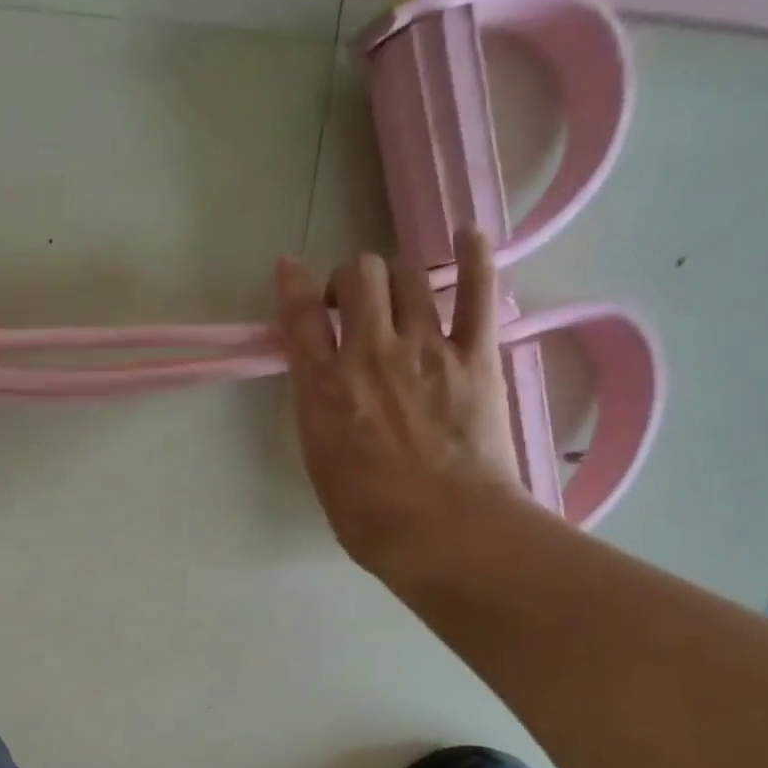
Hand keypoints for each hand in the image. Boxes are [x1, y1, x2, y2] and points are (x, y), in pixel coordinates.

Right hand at [275, 229, 523, 579]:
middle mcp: (369, 353)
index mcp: (323, 388)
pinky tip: (468, 236)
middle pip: (359, 276)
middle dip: (352, 279)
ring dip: (398, 276)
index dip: (293, 285)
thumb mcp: (320, 465)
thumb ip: (320, 415)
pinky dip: (474, 255)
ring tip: (401, 295)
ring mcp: (426, 348)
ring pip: (408, 275)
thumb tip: (328, 391)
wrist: (443, 531)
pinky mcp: (476, 355)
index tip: (290, 271)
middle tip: (355, 303)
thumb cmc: (369, 517)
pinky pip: (477, 289)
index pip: (300, 317)